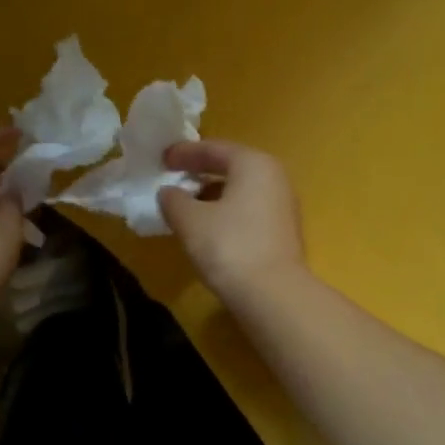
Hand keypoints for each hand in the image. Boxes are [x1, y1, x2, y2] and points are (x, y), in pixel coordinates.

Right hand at [159, 140, 307, 304]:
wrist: (273, 295)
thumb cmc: (229, 246)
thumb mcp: (190, 220)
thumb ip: (173, 200)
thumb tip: (168, 193)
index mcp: (253, 163)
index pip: (214, 149)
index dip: (184, 153)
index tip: (162, 158)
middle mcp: (273, 176)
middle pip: (231, 166)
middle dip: (199, 171)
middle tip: (172, 176)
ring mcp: (282, 204)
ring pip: (240, 189)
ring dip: (212, 193)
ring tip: (185, 204)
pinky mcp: (283, 231)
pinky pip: (248, 209)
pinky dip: (226, 210)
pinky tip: (207, 226)